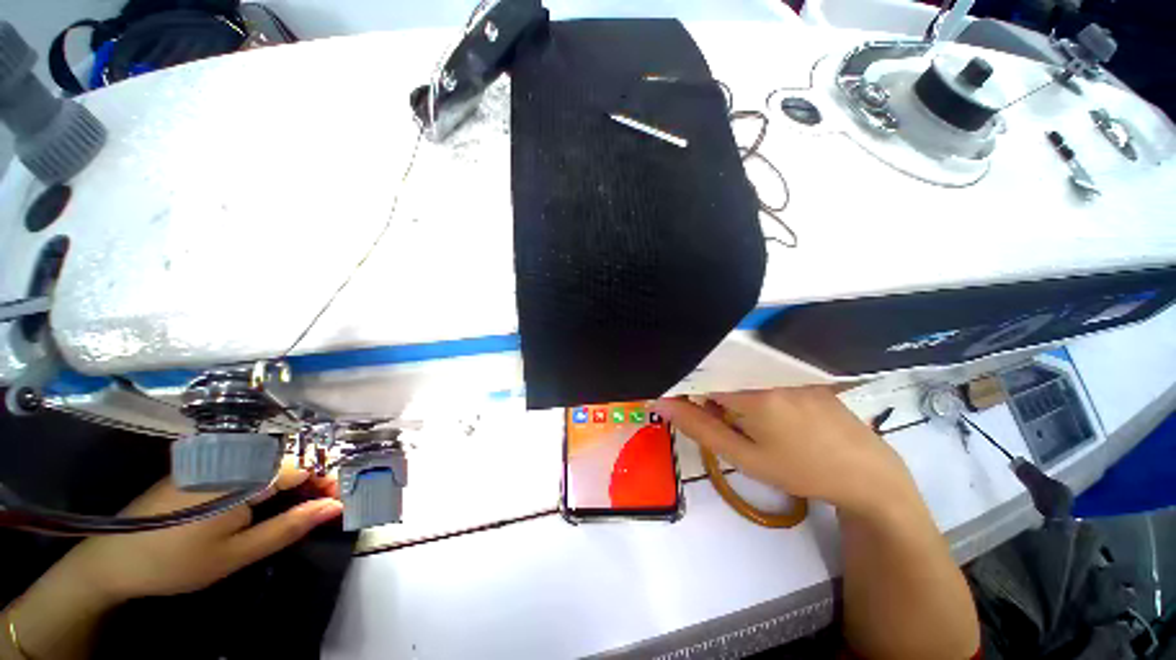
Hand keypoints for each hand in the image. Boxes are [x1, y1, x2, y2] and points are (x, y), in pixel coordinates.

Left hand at [64, 459, 342, 604]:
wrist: (114, 559)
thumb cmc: (177, 562)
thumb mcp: (237, 554)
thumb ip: (289, 526)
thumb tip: (335, 506)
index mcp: (241, 476)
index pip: (302, 467)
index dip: (326, 482)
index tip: (337, 504)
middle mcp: (231, 459)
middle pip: (288, 463)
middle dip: (310, 484)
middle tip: (318, 511)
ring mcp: (214, 461)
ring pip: (269, 465)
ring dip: (290, 485)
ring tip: (295, 511)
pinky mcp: (203, 468)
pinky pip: (248, 468)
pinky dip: (267, 484)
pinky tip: (263, 506)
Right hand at [653, 387, 916, 515]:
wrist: (866, 473)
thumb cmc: (800, 470)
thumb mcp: (744, 457)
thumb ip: (699, 427)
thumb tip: (661, 402)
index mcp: (751, 392)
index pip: (698, 374)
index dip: (682, 387)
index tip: (677, 403)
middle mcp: (768, 370)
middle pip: (718, 367)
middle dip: (705, 388)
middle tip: (715, 418)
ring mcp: (787, 368)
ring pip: (738, 367)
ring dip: (726, 387)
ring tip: (740, 417)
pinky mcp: (799, 371)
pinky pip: (759, 368)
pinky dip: (747, 383)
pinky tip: (763, 409)